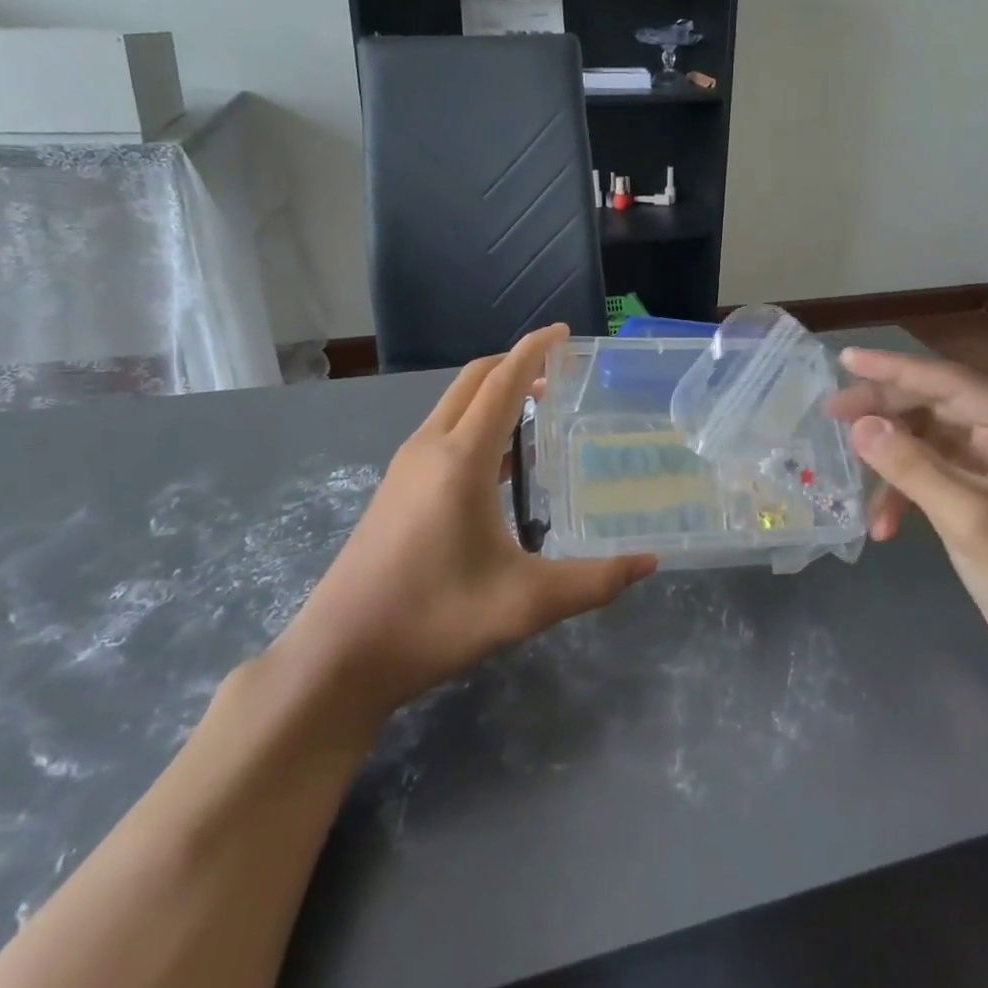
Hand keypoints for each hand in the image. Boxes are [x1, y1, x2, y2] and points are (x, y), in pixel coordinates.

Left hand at [270, 325, 656, 725]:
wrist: (339, 655)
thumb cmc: (433, 619)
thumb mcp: (525, 604)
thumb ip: (593, 582)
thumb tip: (648, 563)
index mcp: (461, 458)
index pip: (502, 382)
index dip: (534, 350)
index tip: (564, 333)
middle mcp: (429, 447)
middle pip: (473, 381)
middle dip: (515, 364)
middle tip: (560, 373)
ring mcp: (405, 467)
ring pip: (454, 405)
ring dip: (494, 394)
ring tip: (539, 412)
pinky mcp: (395, 488)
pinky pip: (442, 432)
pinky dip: (476, 423)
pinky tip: (500, 464)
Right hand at [827, 348, 987, 684]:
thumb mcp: (965, 517)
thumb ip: (910, 466)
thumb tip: (858, 425)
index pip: (950, 383)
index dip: (894, 369)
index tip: (845, 358)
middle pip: (936, 407)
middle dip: (884, 414)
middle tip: (832, 413)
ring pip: (928, 442)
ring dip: (891, 464)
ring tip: (852, 479)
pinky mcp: (984, 493)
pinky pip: (933, 474)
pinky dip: (906, 493)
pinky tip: (883, 524)